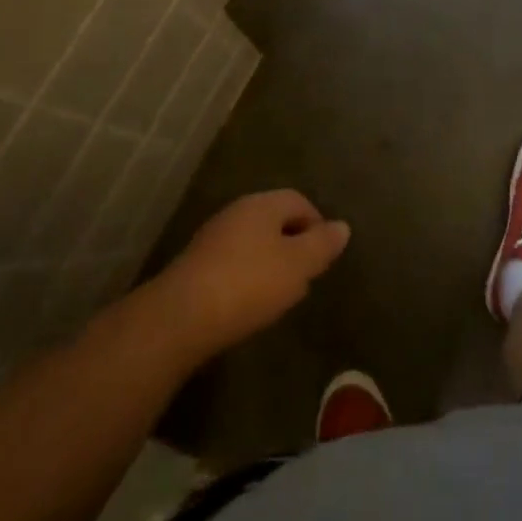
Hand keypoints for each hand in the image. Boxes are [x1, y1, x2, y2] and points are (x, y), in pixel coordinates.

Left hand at [158, 190, 350, 355]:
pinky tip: (248, 304)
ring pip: (253, 243)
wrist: (179, 319)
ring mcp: (212, 238)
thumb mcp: (298, 265)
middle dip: (293, 245)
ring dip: (270, 263)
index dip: (317, 225)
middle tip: (305, 277)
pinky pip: (233, 263)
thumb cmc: (249, 284)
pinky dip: (247, 277)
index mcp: (263, 204)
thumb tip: (342, 226)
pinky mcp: (195, 265)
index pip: (299, 201)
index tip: (324, 256)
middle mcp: (237, 212)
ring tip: (280, 295)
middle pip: (275, 220)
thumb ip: (322, 244)